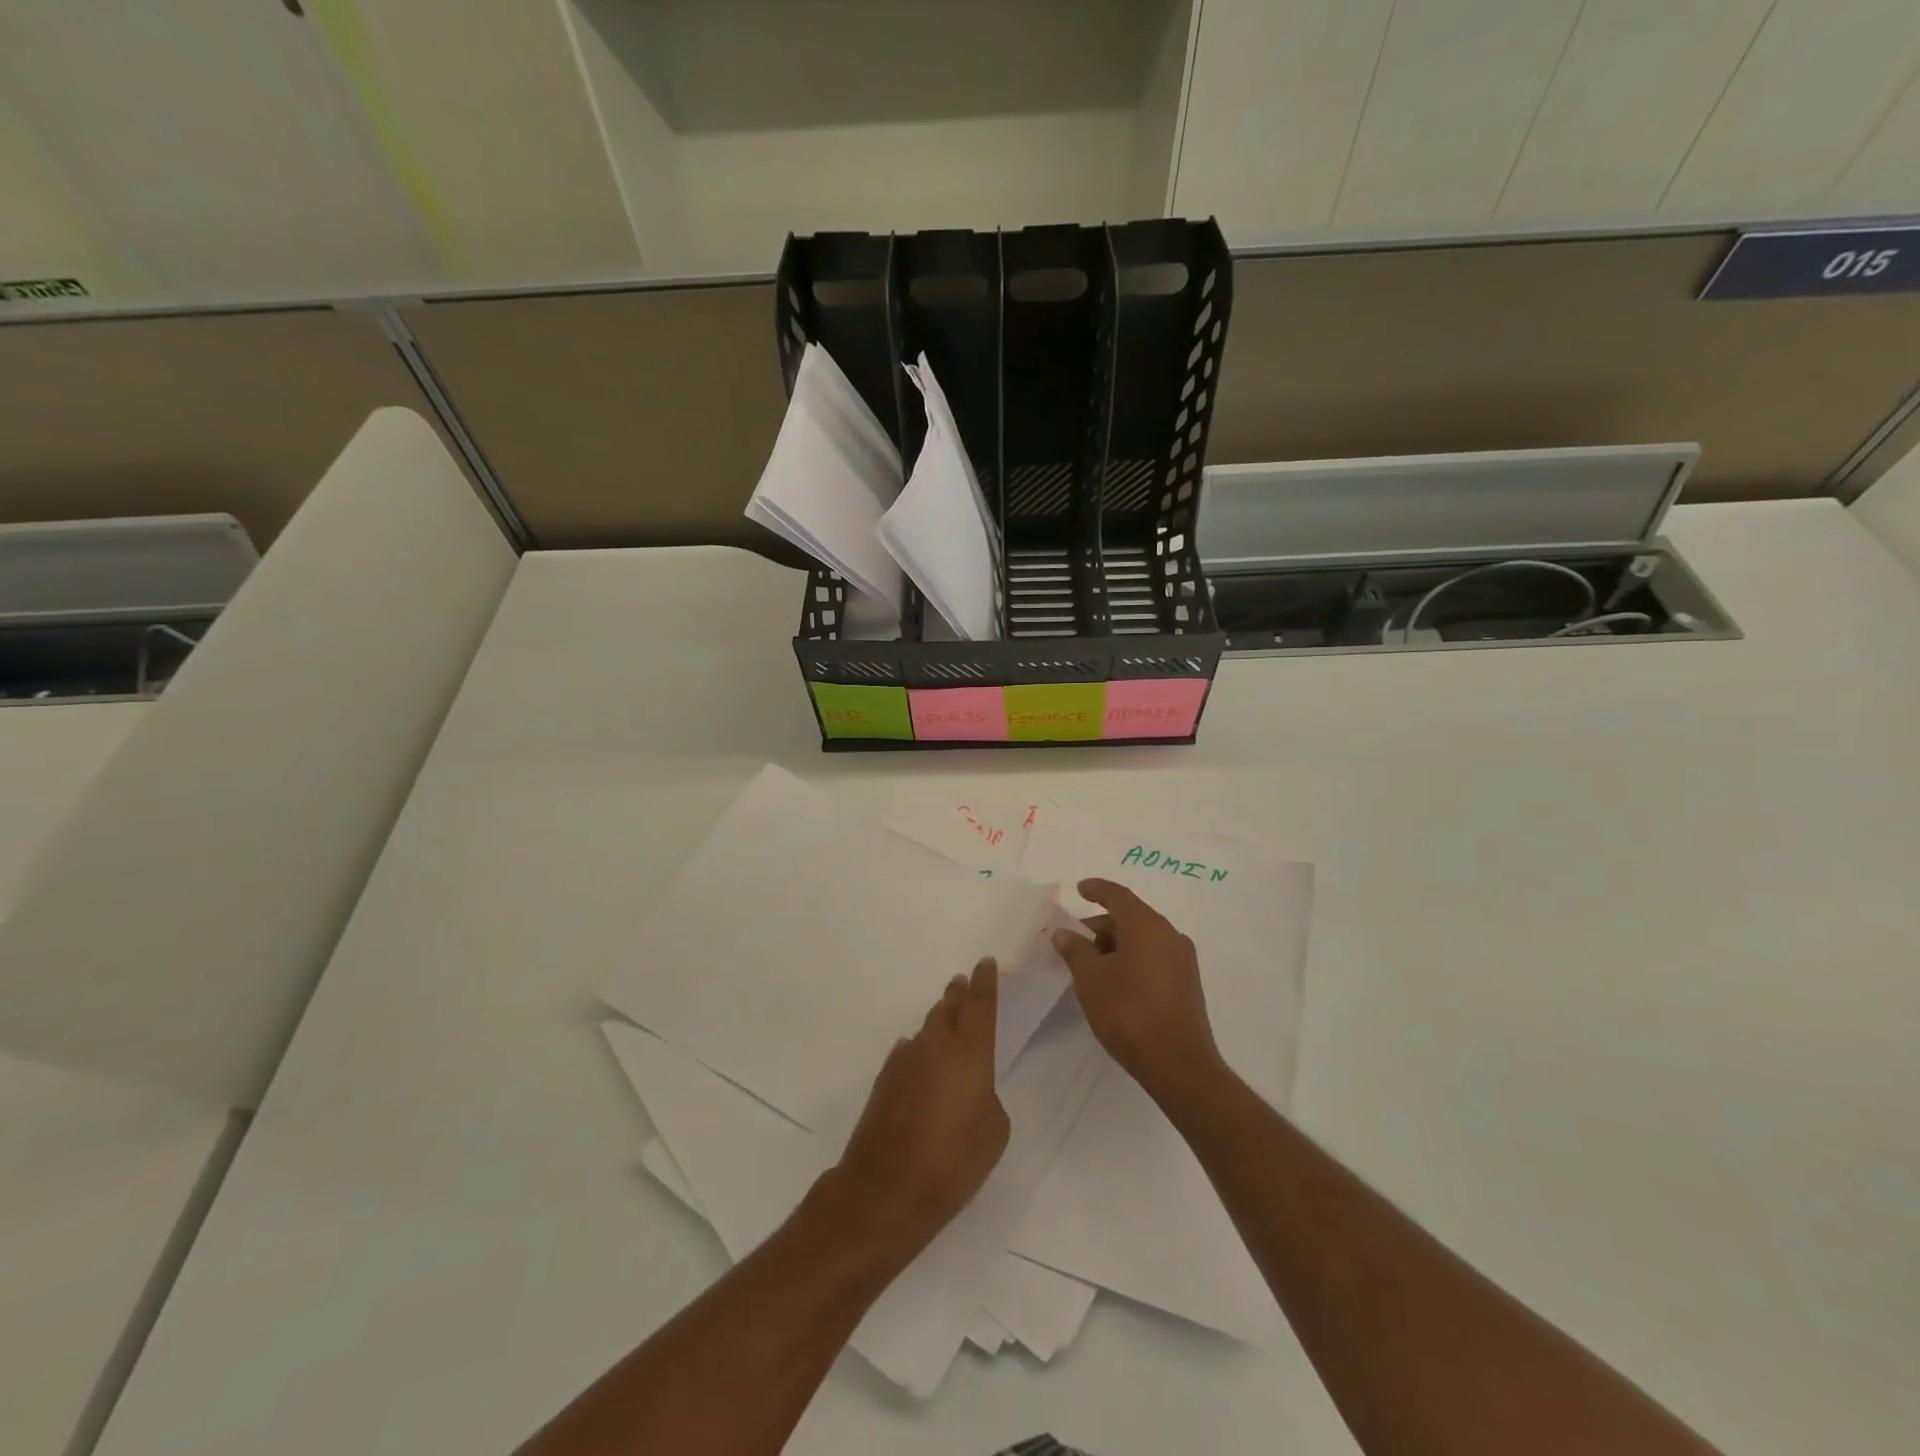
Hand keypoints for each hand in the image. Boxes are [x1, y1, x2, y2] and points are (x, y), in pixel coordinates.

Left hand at [831, 959, 1008, 1254]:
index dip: (985, 981)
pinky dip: (918, 1051)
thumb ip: (988, 1099)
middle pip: (948, 1008)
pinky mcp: (883, 1080)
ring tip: (946, 1019)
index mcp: (970, 1051)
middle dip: (958, 994)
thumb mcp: (993, 1133)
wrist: (885, 1189)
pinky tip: (919, 1060)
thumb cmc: (952, 1162)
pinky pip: (907, 1053)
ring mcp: (905, 1060)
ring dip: (938, 1021)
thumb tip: (970, 1089)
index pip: (980, 1003)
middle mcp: (935, 1045)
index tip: (986, 962)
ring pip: (926, 1029)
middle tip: (963, 983)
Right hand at [1052, 878, 1224, 1105]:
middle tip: (1075, 940)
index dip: (1097, 889)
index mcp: (1147, 926)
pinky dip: (1132, 958)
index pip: (1119, 896)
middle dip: (1101, 925)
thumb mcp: (1091, 979)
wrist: (1179, 1065)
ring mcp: (1182, 960)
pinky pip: (1154, 956)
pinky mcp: (1187, 984)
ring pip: (1143, 939)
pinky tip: (1115, 981)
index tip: (1080, 889)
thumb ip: (1076, 950)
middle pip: (1131, 917)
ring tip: (1090, 965)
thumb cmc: (1129, 1013)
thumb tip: (1065, 932)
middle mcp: (1169, 935)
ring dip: (1116, 944)